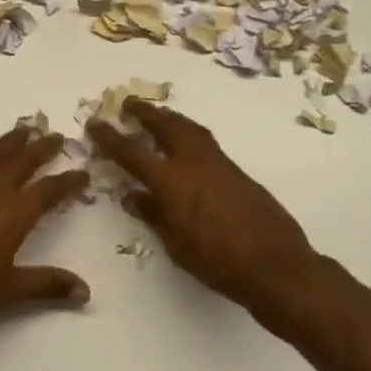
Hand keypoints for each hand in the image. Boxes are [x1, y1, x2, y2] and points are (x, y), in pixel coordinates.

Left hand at [0, 124, 91, 344]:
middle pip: (21, 161)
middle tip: (55, 135)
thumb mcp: (11, 290)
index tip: (84, 172)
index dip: (69, 181)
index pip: (49, 190)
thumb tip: (85, 292)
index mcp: (14, 213)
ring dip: (11, 143)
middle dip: (40, 147)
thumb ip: (48, 284)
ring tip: (23, 130)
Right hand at [87, 100, 318, 313]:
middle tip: (129, 104)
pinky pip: (206, 142)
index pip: (132, 153)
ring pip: (190, 129)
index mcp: (172, 182)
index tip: (95, 124)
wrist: (275, 265)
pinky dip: (189, 134)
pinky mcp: (237, 172)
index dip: (111, 137)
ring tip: (158, 116)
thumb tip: (133, 196)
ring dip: (170, 118)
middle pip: (166, 126)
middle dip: (145, 113)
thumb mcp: (176, 244)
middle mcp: (194, 163)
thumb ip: (153, 215)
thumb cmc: (217, 262)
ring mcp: (219, 164)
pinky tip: (186, 145)